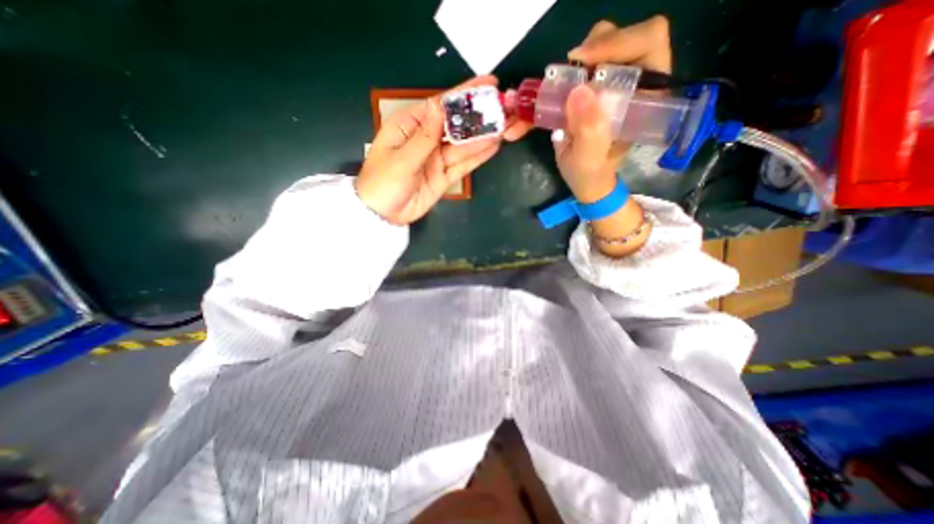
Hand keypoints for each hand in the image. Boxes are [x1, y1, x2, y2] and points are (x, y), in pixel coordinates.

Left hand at [359, 74, 522, 224]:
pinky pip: (463, 165)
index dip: (464, 95)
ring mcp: (437, 158)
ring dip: (483, 137)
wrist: (383, 215)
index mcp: (410, 125)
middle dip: (479, 117)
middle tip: (505, 108)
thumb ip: (424, 137)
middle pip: (456, 125)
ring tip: (506, 126)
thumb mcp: (401, 159)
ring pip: (463, 146)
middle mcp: (427, 139)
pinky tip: (494, 146)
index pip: (441, 106)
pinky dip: (478, 157)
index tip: (488, 84)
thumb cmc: (383, 183)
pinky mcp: (444, 176)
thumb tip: (440, 106)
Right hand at [552, 15, 672, 202]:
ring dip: (576, 61)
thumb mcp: (590, 160)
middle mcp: (634, 81)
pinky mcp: (593, 88)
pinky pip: (579, 66)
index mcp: (648, 95)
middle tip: (569, 72)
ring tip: (560, 85)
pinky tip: (552, 91)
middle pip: (622, 36)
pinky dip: (562, 75)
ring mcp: (612, 82)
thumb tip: (578, 91)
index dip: (618, 42)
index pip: (648, 42)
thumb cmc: (592, 173)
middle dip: (593, 48)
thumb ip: (589, 132)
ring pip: (598, 46)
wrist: (585, 180)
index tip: (583, 62)